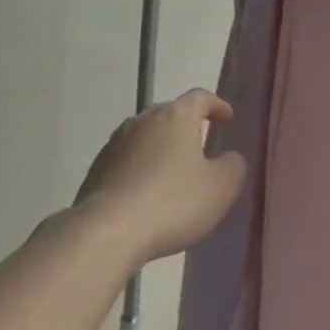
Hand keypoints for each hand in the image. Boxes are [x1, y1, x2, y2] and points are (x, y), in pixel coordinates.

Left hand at [76, 89, 246, 262]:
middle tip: (202, 145)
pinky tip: (148, 195)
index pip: (200, 97)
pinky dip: (141, 169)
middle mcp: (142, 120)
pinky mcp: (96, 169)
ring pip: (146, 137)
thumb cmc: (173, 202)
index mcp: (176, 116)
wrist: (106, 231)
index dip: (217, 105)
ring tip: (174, 173)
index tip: (227, 119)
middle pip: (170, 114)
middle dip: (187, 127)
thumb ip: (232, 166)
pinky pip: (127, 161)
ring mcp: (114, 144)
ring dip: (162, 149)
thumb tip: (228, 158)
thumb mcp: (221, 188)